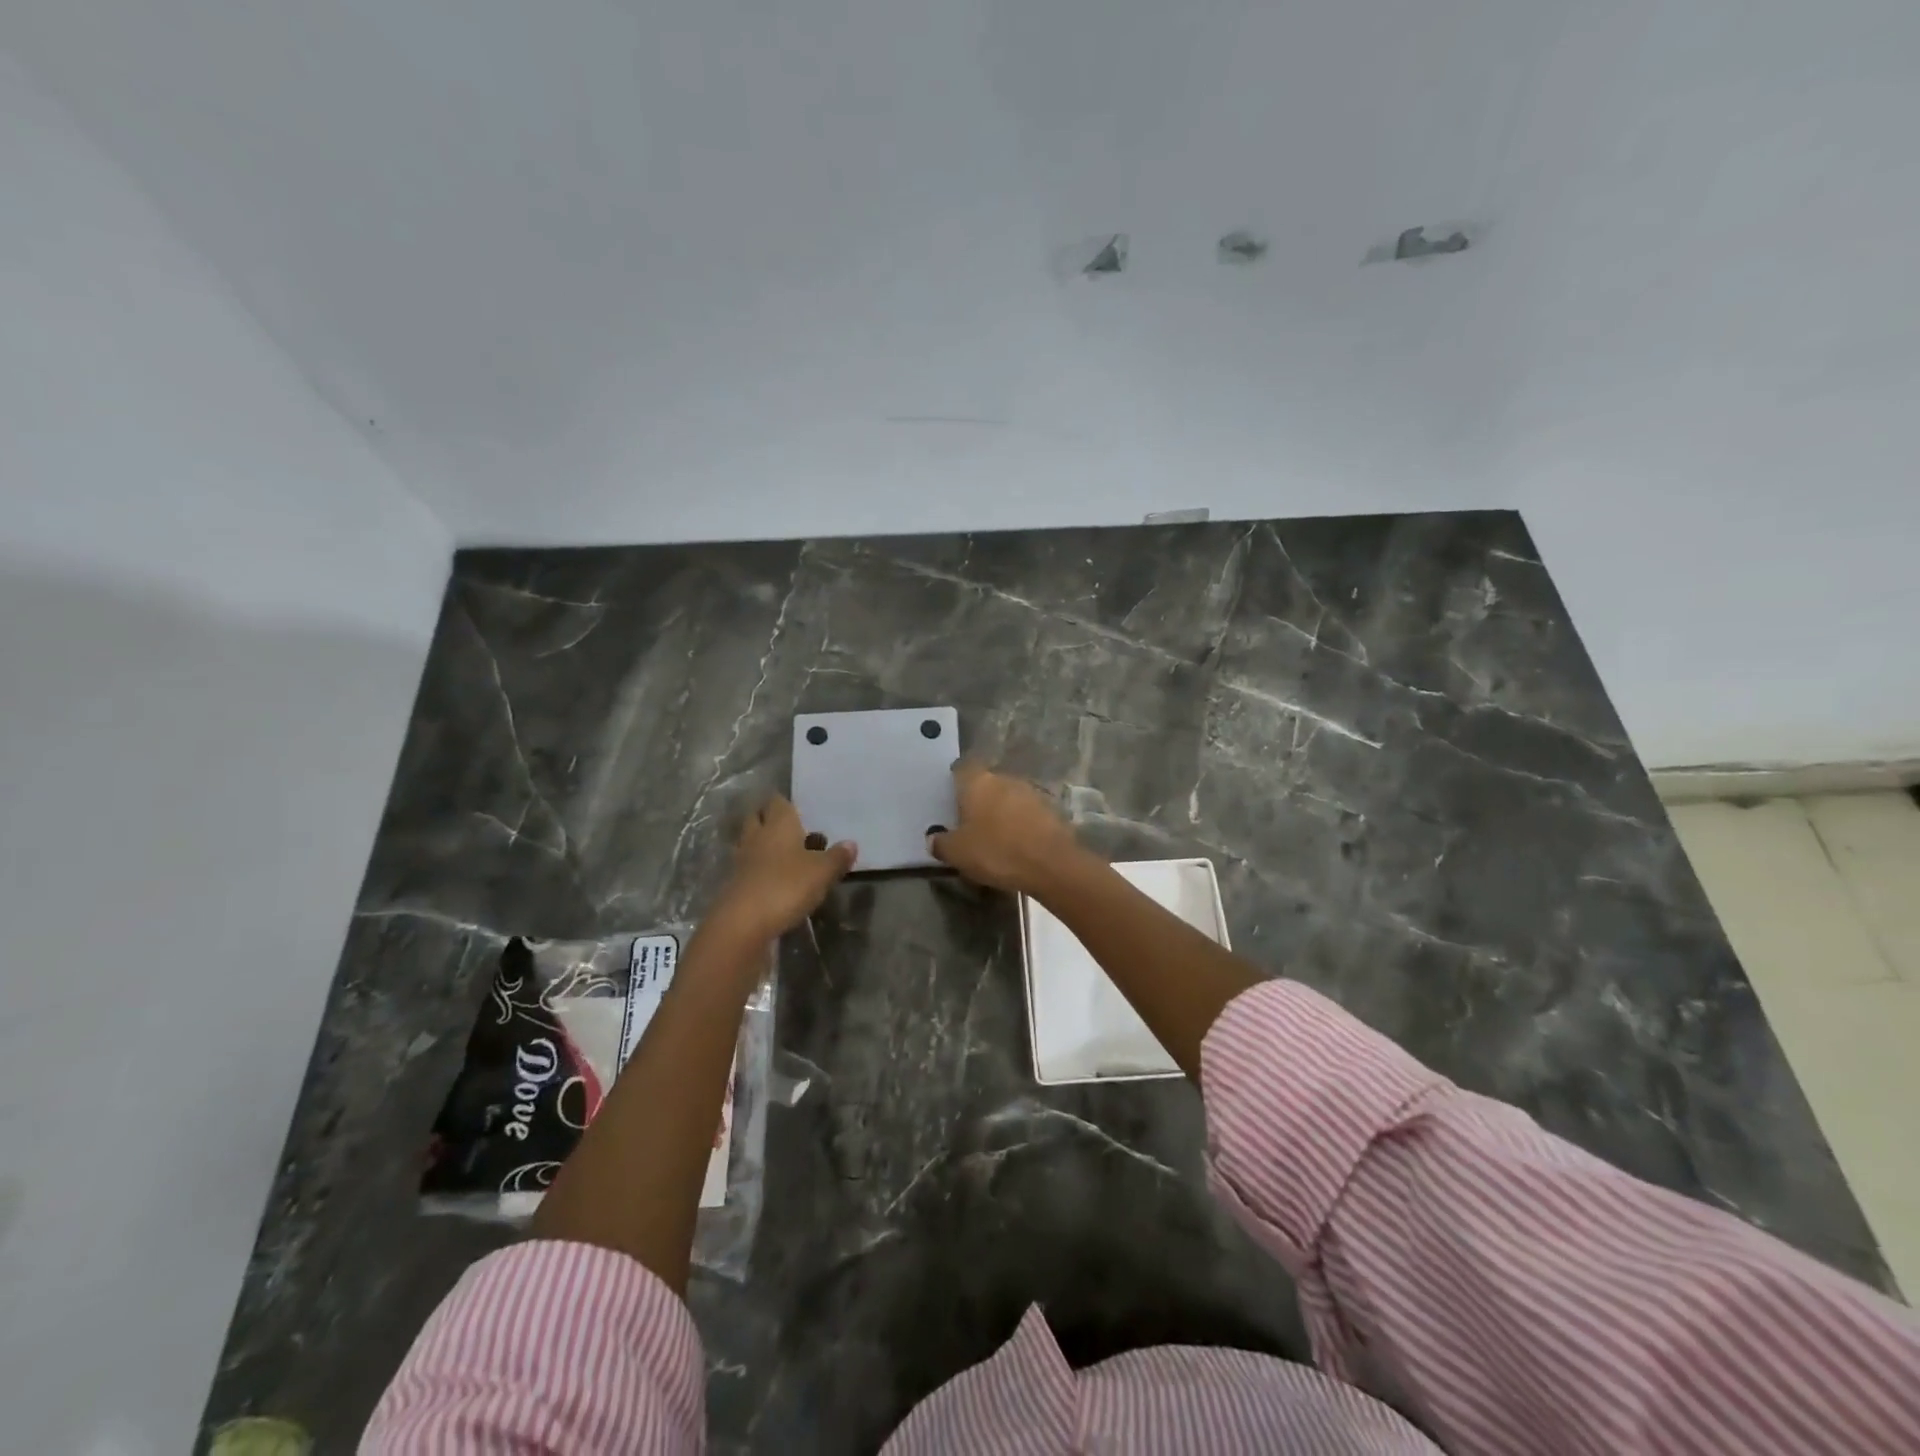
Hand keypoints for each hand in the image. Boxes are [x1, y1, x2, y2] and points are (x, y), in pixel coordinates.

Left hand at [706, 796, 854, 945]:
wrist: (742, 924)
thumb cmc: (786, 887)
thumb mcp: (822, 872)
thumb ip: (837, 857)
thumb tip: (851, 843)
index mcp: (778, 825)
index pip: (778, 802)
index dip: (786, 802)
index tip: (797, 806)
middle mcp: (757, 836)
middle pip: (758, 818)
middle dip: (770, 819)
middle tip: (791, 827)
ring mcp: (742, 860)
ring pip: (752, 842)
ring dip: (765, 845)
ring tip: (786, 853)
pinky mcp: (735, 884)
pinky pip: (749, 867)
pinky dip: (760, 869)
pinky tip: (774, 878)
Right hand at [927, 761, 1087, 894]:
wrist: (1051, 864)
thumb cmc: (997, 851)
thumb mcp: (958, 853)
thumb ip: (941, 843)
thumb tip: (933, 838)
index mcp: (978, 782)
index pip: (961, 768)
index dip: (955, 782)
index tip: (950, 800)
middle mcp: (1004, 778)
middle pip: (986, 782)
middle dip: (978, 798)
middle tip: (969, 822)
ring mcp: (1031, 791)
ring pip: (1008, 796)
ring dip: (1000, 810)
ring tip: (993, 835)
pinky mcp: (1050, 808)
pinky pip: (1026, 811)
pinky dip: (1019, 822)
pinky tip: (1016, 842)